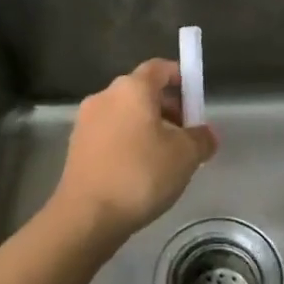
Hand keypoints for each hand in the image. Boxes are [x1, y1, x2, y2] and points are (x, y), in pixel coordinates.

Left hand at [49, 59, 216, 249]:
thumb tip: (206, 135)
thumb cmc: (140, 175)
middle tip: (186, 134)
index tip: (194, 98)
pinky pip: (110, 134)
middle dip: (167, 107)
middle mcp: (105, 96)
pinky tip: (140, 172)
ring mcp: (86, 122)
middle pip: (142, 91)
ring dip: (147, 127)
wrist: (87, 216)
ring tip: (165, 158)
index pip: (159, 68)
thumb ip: (202, 139)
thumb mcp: (186, 156)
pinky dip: (128, 143)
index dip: (180, 77)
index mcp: (132, 89)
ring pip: (125, 114)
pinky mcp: (76, 147)